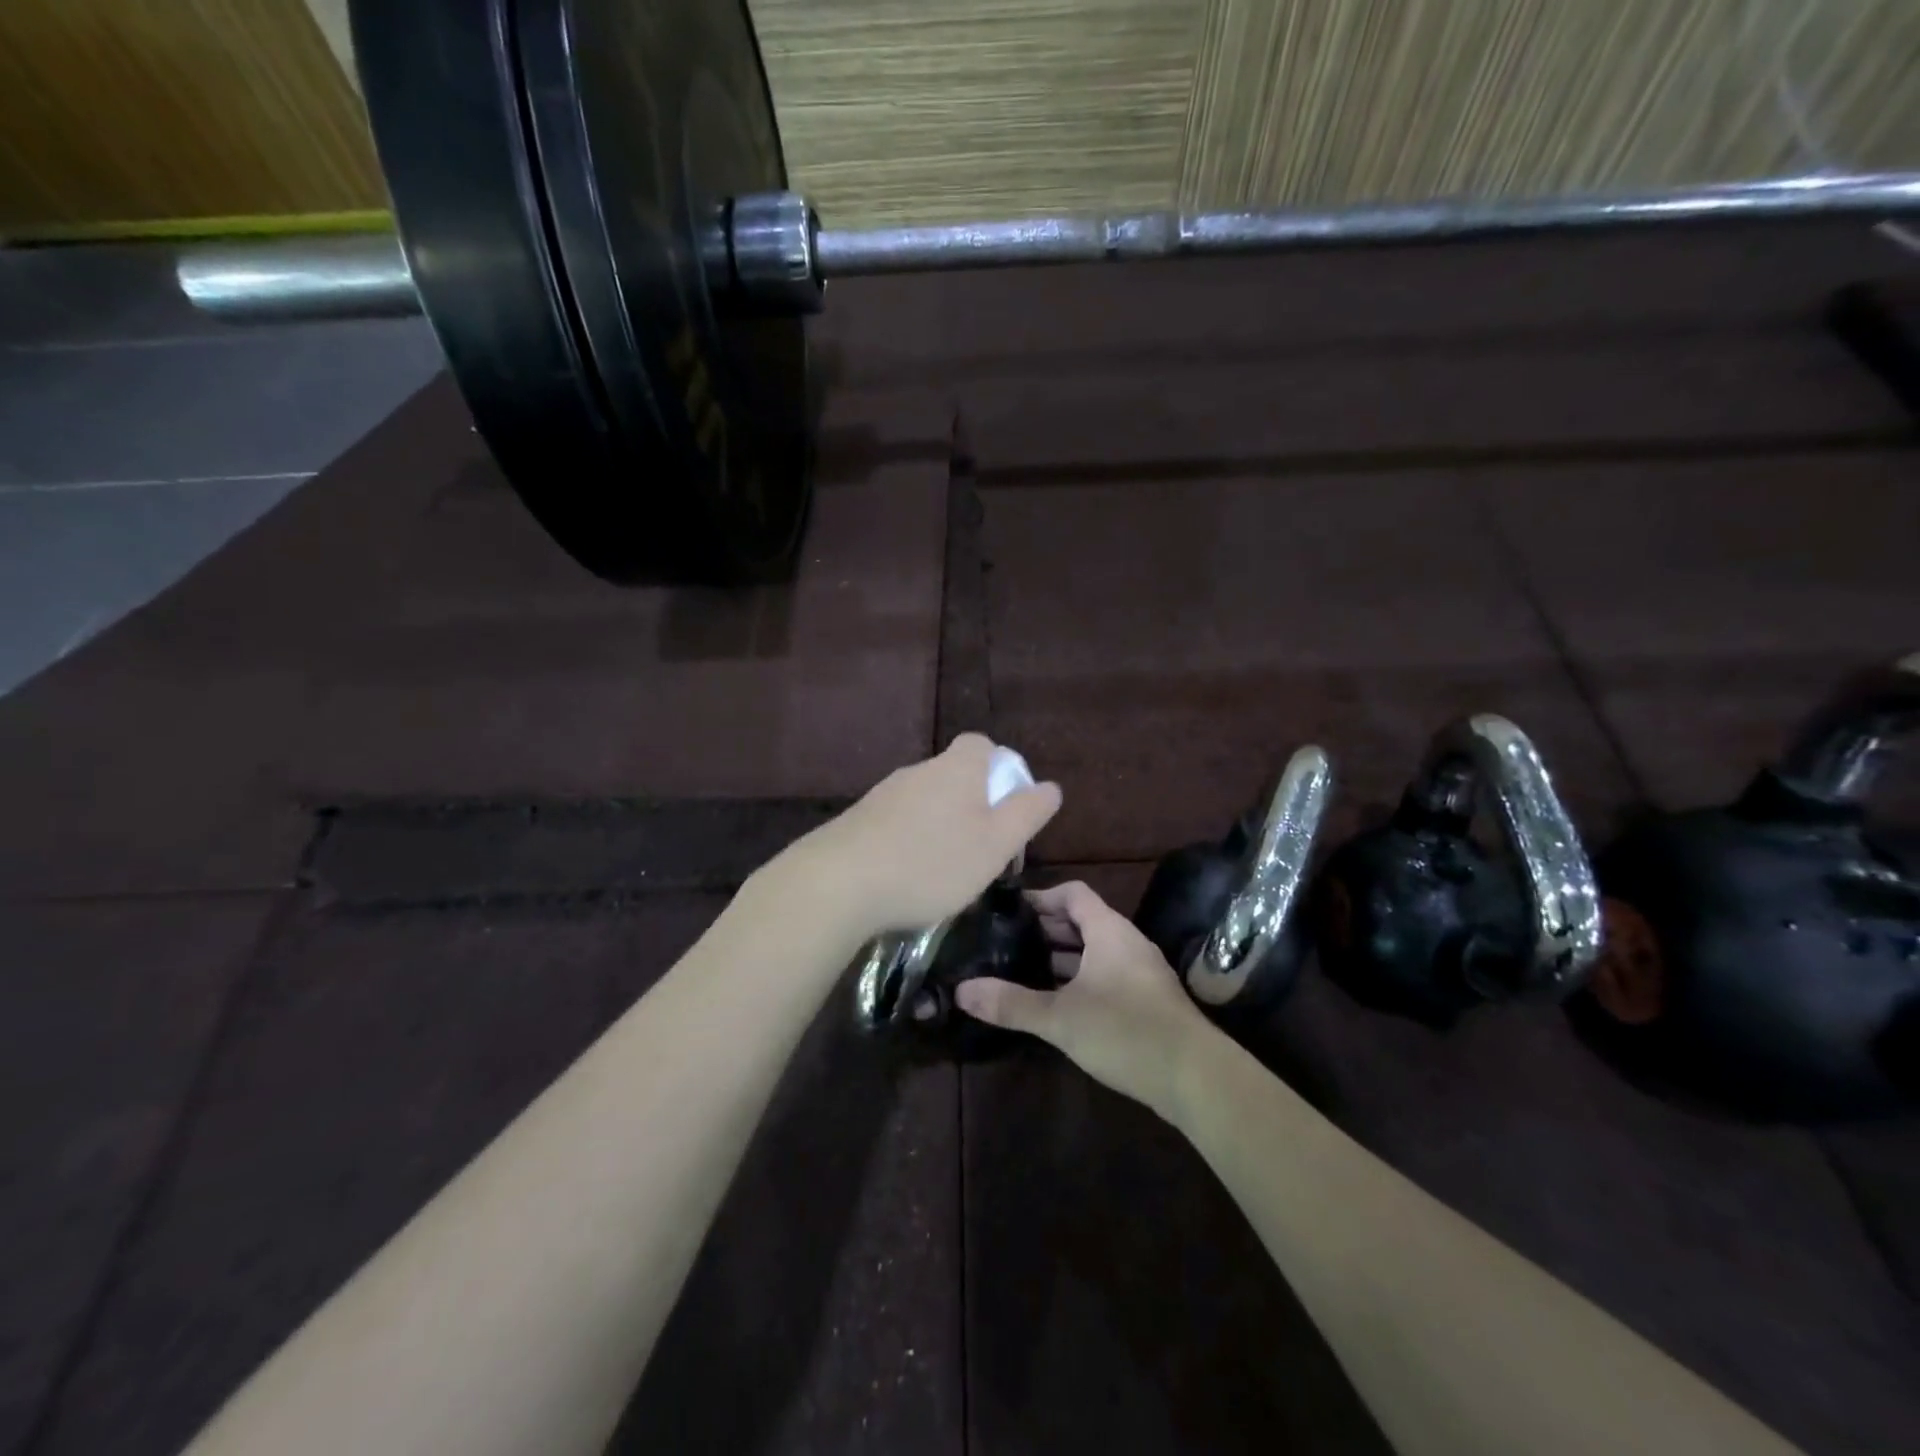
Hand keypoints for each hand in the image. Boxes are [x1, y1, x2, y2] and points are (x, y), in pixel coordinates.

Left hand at [800, 734, 1062, 938]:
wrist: (837, 884)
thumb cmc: (931, 863)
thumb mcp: (995, 844)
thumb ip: (1026, 813)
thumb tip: (1050, 786)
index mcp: (956, 769)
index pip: (982, 746)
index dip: (1001, 771)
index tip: (1006, 809)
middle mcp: (919, 771)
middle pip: (955, 776)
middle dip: (973, 807)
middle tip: (982, 852)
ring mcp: (883, 794)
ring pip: (925, 801)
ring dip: (941, 827)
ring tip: (945, 872)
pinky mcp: (857, 820)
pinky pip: (897, 823)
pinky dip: (910, 842)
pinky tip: (907, 877)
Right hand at [955, 881, 1220, 1118]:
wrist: (1195, 1078)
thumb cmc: (1125, 1031)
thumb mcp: (1060, 1018)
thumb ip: (1011, 1003)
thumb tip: (961, 991)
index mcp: (1109, 931)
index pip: (1073, 893)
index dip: (1041, 896)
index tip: (1009, 911)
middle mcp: (1127, 942)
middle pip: (1083, 920)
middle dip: (1046, 928)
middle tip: (1007, 941)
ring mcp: (1140, 972)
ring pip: (1095, 950)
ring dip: (1062, 956)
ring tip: (1023, 968)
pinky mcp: (1146, 1000)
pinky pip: (1106, 974)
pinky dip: (1079, 978)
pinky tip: (1057, 1002)